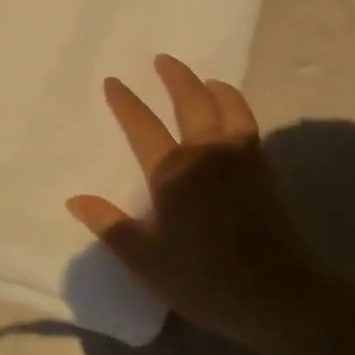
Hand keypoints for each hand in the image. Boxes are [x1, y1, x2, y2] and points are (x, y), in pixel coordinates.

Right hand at [65, 54, 321, 345]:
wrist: (278, 295)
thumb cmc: (204, 278)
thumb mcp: (145, 259)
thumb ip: (110, 225)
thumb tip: (75, 199)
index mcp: (172, 171)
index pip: (142, 126)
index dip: (125, 102)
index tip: (113, 81)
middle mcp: (205, 153)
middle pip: (190, 101)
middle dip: (175, 77)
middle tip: (163, 59)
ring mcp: (240, 158)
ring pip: (227, 107)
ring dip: (212, 87)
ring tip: (206, 79)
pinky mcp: (265, 170)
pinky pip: (248, 124)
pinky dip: (237, 108)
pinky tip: (234, 115)